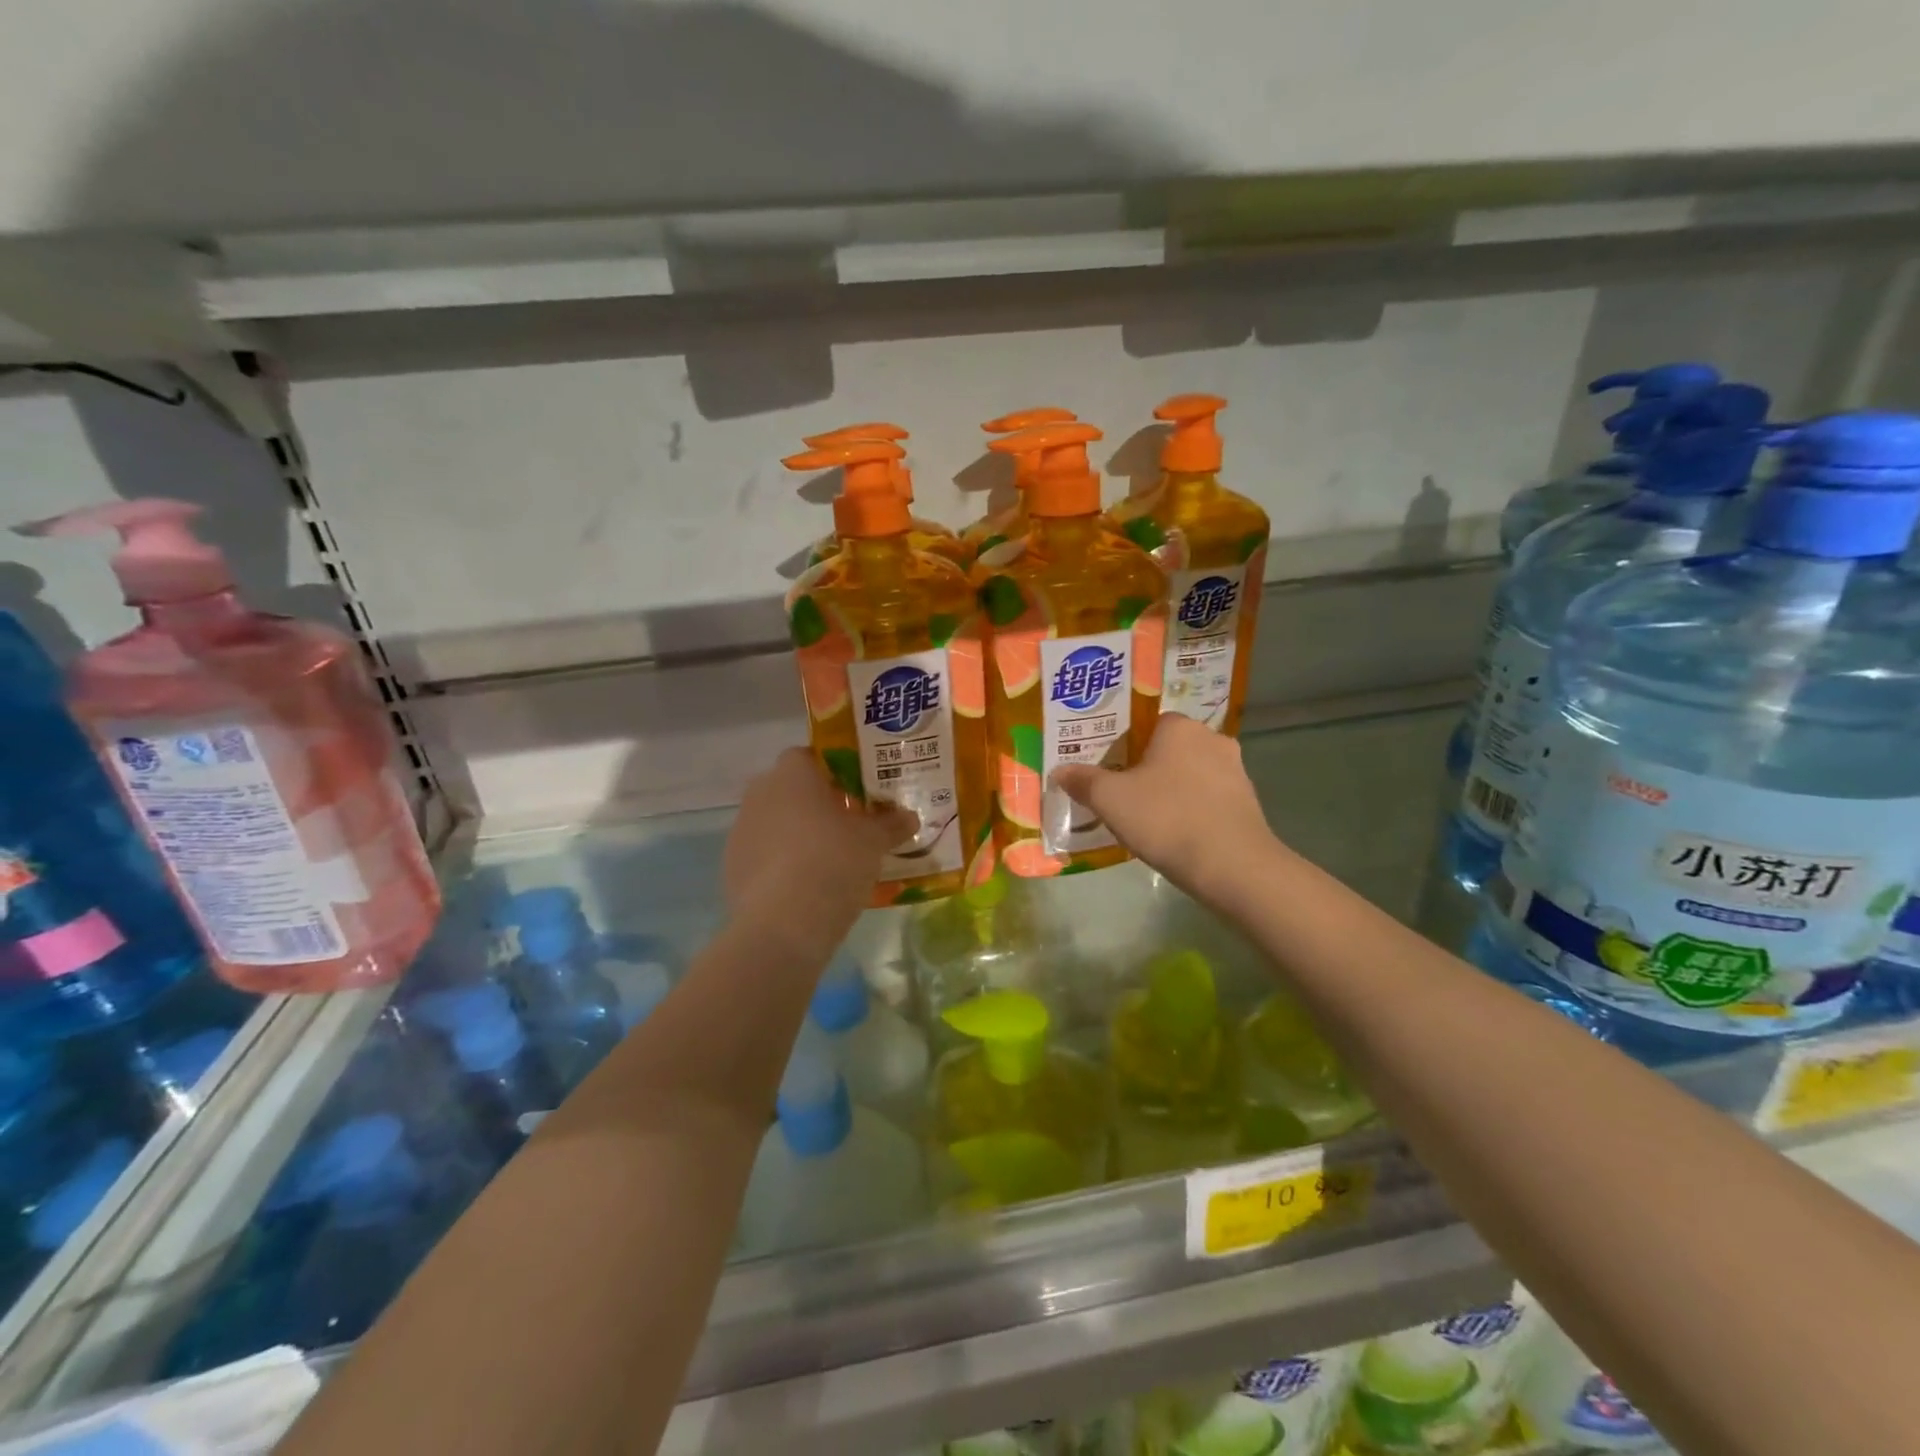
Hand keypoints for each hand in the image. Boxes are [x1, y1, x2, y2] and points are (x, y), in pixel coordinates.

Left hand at [724, 748, 916, 942]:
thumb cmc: (833, 862)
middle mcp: (760, 793)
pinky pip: (762, 854)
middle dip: (814, 803)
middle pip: (789, 789)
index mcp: (792, 775)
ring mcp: (741, 830)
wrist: (783, 924)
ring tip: (827, 859)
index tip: (854, 791)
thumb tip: (909, 817)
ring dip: (796, 833)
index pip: (807, 756)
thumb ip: (891, 824)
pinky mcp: (732, 866)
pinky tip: (804, 886)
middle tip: (846, 825)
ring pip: (774, 822)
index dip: (832, 771)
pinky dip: (781, 863)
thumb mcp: (874, 842)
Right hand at [1054, 715, 1276, 898]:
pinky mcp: (1248, 803)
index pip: (1148, 724)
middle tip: (1123, 793)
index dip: (1126, 745)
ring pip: (1192, 774)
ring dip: (1173, 790)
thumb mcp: (1110, 800)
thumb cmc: (1166, 818)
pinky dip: (1193, 810)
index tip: (1110, 769)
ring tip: (1148, 817)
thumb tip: (1060, 771)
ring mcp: (1236, 771)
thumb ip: (1083, 781)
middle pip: (1170, 749)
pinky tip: (1177, 834)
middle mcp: (1212, 739)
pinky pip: (1209, 799)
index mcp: (1180, 728)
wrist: (1232, 866)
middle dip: (1149, 768)